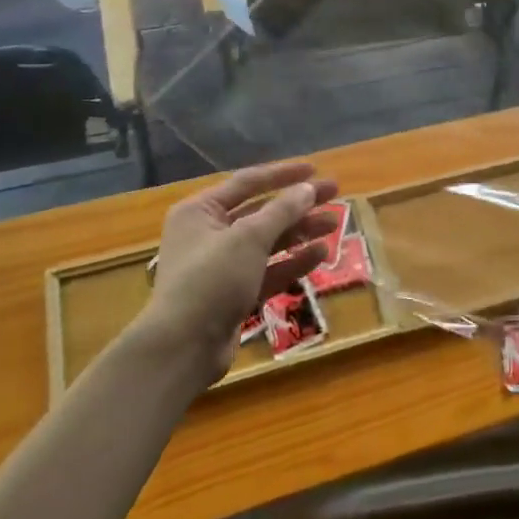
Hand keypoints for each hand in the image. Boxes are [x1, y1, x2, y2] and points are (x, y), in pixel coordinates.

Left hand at [134, 161, 340, 385]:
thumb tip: (309, 188)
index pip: (248, 182)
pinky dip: (293, 261)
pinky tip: (321, 253)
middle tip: (334, 195)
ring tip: (334, 224)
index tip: (316, 170)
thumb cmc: (211, 280)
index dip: (283, 175)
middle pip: (261, 211)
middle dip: (298, 204)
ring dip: (300, 232)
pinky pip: (268, 270)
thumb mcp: (249, 238)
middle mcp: (208, 234)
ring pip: (268, 242)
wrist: (183, 347)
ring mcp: (222, 266)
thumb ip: (282, 210)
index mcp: (200, 211)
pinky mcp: (235, 294)